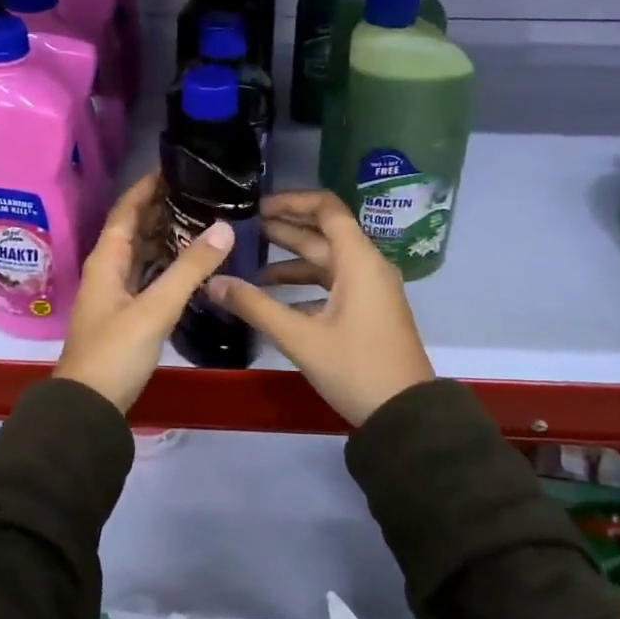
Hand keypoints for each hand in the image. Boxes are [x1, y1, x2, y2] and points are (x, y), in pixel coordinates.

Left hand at [54, 171, 234, 412]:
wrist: (88, 407)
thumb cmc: (115, 351)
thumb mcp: (155, 308)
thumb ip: (189, 269)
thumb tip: (223, 227)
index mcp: (106, 259)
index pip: (127, 209)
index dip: (148, 185)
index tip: (176, 166)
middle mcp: (108, 268)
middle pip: (134, 227)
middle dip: (161, 206)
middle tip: (200, 191)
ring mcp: (115, 292)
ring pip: (141, 251)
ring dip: (165, 234)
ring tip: (201, 218)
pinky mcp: (126, 312)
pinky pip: (147, 274)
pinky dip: (166, 262)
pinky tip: (190, 261)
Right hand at [207, 189, 434, 425]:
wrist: (406, 417)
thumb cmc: (356, 368)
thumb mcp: (301, 338)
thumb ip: (255, 306)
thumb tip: (213, 282)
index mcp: (358, 260)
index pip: (326, 208)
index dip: (292, 201)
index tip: (258, 206)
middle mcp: (366, 266)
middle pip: (322, 233)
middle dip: (284, 229)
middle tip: (243, 229)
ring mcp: (370, 290)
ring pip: (325, 262)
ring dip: (290, 260)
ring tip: (250, 263)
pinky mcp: (368, 311)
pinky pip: (332, 285)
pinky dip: (303, 286)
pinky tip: (273, 298)